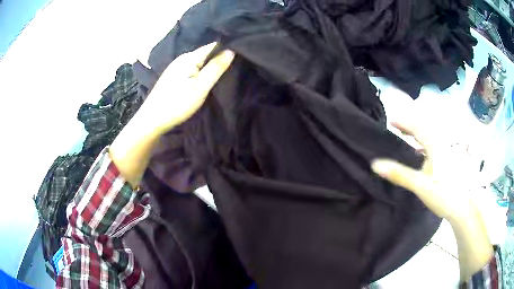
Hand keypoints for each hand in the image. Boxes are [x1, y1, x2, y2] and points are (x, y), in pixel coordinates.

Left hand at [138, 42, 234, 134]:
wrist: (152, 120)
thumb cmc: (178, 103)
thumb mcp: (201, 87)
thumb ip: (216, 68)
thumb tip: (231, 50)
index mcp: (189, 57)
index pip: (213, 46)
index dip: (227, 48)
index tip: (241, 53)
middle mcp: (182, 58)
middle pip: (205, 53)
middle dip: (219, 57)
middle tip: (235, 64)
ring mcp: (175, 67)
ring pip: (198, 61)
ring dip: (209, 65)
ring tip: (224, 70)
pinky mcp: (172, 76)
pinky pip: (191, 68)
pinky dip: (200, 70)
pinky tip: (205, 77)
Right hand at [371, 119, 471, 220]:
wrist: (462, 207)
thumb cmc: (443, 194)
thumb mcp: (420, 185)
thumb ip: (399, 174)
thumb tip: (375, 164)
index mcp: (435, 145)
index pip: (417, 128)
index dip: (404, 123)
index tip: (391, 120)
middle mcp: (442, 145)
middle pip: (425, 129)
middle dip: (410, 126)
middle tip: (397, 127)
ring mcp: (446, 153)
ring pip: (431, 138)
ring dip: (418, 135)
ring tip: (407, 136)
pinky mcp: (448, 162)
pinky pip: (434, 147)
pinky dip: (425, 145)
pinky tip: (421, 154)